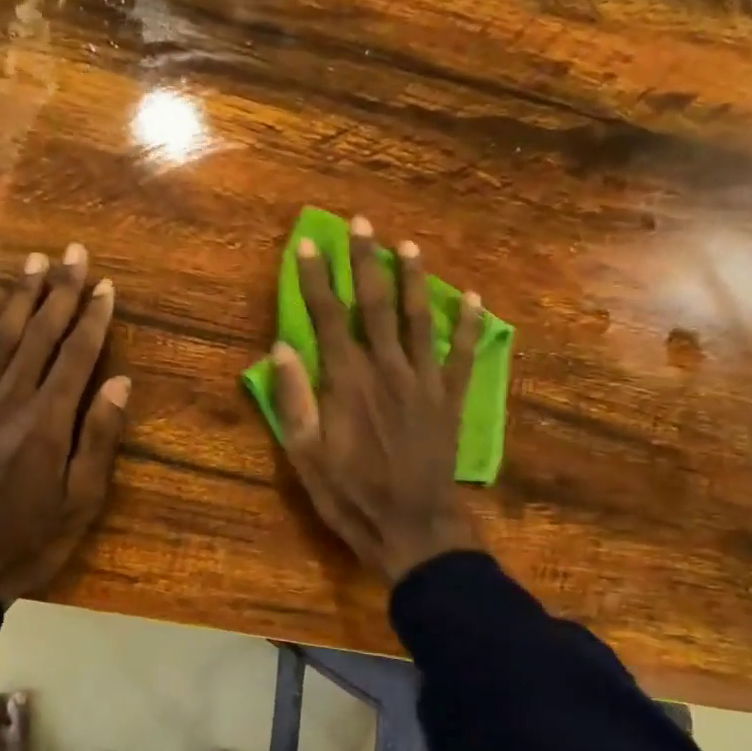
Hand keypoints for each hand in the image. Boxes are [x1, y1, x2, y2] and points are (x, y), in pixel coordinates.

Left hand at [0, 244, 129, 604]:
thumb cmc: (30, 540)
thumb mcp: (80, 501)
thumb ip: (99, 439)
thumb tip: (120, 382)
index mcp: (47, 423)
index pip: (76, 357)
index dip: (93, 319)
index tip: (105, 286)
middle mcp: (10, 402)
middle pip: (39, 336)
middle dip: (59, 292)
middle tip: (73, 253)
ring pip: (0, 339)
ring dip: (20, 297)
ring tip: (34, 261)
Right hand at [271, 217, 485, 583]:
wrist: (412, 527)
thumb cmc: (350, 495)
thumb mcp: (305, 455)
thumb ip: (294, 399)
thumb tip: (281, 348)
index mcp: (347, 382)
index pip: (328, 317)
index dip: (315, 279)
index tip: (307, 245)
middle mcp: (387, 369)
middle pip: (376, 304)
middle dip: (366, 261)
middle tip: (362, 223)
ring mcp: (424, 382)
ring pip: (419, 318)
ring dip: (413, 279)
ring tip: (407, 246)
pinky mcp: (450, 399)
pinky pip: (461, 354)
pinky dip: (468, 325)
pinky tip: (470, 298)